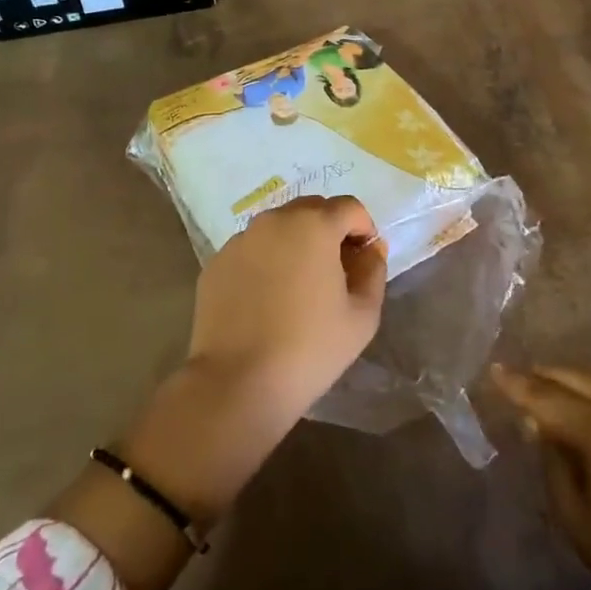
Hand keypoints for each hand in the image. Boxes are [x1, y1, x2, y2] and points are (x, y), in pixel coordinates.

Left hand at [189, 195, 386, 417]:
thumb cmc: (310, 348)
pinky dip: (265, 261)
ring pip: (278, 227)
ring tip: (299, 286)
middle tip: (335, 271)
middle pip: (311, 209)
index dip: (363, 228)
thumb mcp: (362, 315)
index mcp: (314, 224)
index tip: (364, 260)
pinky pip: (251, 249)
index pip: (349, 207)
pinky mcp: (217, 261)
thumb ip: (373, 271)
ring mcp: (241, 239)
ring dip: (295, 243)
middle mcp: (274, 220)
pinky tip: (266, 300)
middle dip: (330, 230)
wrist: (237, 382)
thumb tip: (370, 249)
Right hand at [492, 365, 590, 589]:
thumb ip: (552, 461)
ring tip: (543, 383)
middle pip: (576, 379)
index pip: (550, 399)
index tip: (492, 370)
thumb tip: (537, 424)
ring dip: (569, 376)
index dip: (517, 386)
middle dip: (541, 376)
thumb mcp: (575, 517)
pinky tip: (581, 398)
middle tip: (513, 378)